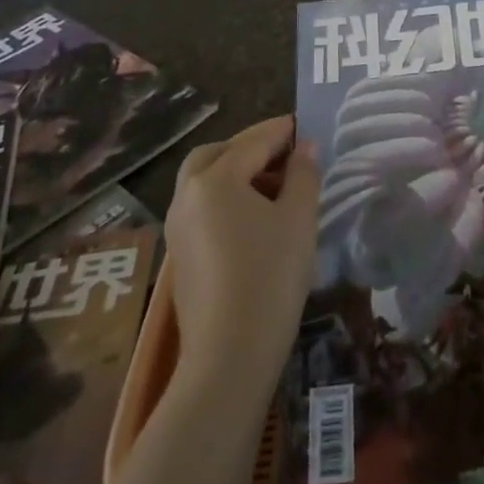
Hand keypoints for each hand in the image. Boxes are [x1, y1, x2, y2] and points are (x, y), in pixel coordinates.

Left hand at [165, 116, 319, 386]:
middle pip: (216, 154)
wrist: (228, 357)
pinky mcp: (181, 255)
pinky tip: (254, 218)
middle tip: (283, 153)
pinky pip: (202, 207)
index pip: (254, 141)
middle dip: (249, 147)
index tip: (304, 125)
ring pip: (204, 181)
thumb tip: (304, 149)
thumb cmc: (270, 276)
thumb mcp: (299, 218)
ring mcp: (178, 227)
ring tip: (274, 186)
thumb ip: (303, 175)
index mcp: (215, 179)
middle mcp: (188, 195)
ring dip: (235, 172)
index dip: (283, 131)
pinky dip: (225, 198)